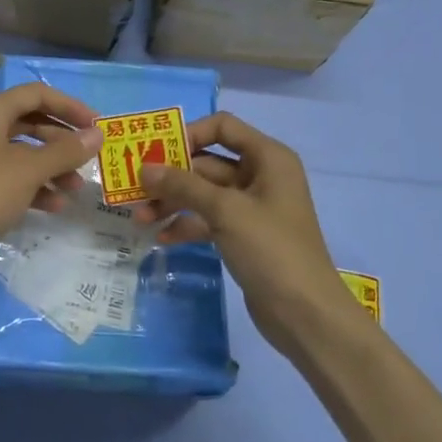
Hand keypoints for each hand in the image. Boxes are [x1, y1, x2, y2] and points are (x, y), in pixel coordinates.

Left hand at [0, 83, 100, 272]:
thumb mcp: (29, 169)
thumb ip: (66, 151)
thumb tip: (97, 135)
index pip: (37, 94)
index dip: (70, 106)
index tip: (97, 125)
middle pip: (32, 123)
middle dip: (63, 141)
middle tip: (90, 157)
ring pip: (24, 153)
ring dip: (52, 167)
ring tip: (76, 188)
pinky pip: (13, 176)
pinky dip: (35, 186)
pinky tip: (55, 205)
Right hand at [131, 113, 353, 348]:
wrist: (306, 314)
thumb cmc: (271, 249)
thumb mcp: (225, 211)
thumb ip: (183, 185)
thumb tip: (144, 168)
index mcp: (268, 157)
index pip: (223, 127)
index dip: (189, 133)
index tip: (156, 152)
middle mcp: (261, 175)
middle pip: (207, 162)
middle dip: (171, 176)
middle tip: (135, 189)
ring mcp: (252, 207)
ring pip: (203, 193)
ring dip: (173, 202)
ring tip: (141, 218)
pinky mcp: (243, 235)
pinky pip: (208, 219)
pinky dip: (186, 224)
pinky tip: (161, 237)